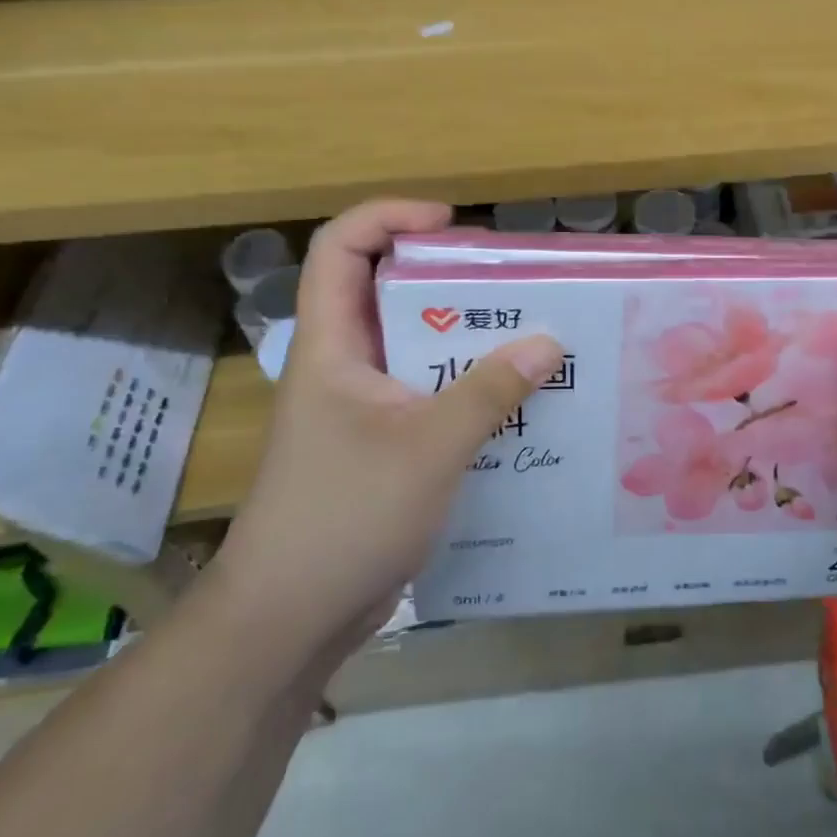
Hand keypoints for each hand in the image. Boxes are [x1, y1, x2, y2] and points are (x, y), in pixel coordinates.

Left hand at [206, 201, 562, 665]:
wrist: (287, 620)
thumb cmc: (345, 516)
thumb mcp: (430, 447)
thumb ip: (490, 391)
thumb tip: (549, 342)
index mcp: (332, 345)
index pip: (341, 248)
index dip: (389, 216)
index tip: (450, 224)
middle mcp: (343, 364)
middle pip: (386, 291)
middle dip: (446, 277)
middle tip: (510, 282)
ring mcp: (359, 406)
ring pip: (413, 345)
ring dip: (465, 337)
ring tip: (527, 335)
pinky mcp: (378, 442)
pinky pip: (426, 392)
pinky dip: (466, 385)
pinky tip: (513, 402)